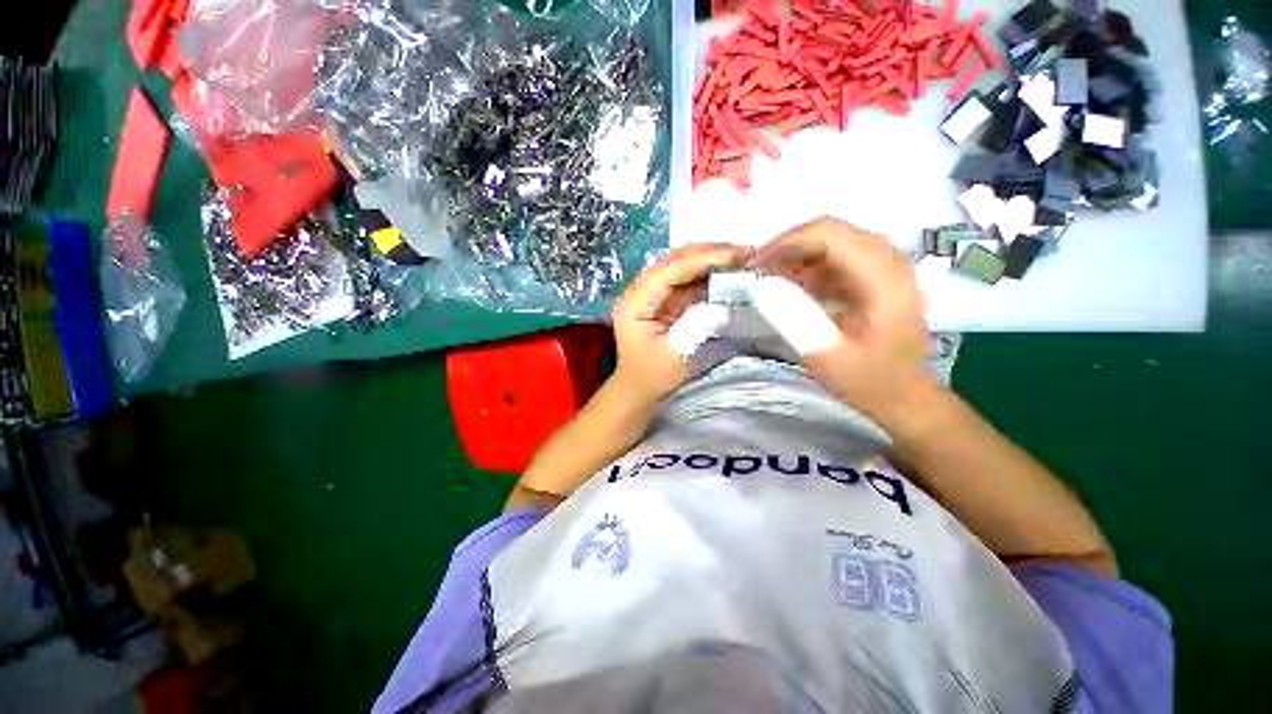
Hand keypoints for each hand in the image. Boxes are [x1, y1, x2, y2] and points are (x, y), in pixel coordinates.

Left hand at [612, 243, 751, 402]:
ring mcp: (651, 292)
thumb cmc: (653, 377)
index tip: (736, 254)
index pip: (670, 270)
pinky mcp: (662, 298)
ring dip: (709, 259)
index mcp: (636, 303)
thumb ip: (698, 327)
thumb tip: (722, 300)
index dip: (703, 258)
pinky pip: (685, 278)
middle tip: (745, 252)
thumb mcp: (678, 357)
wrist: (637, 387)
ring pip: (680, 264)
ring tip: (740, 257)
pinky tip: (726, 271)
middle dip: (709, 253)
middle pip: (674, 260)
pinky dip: (707, 273)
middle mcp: (640, 290)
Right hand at [748, 217, 932, 422]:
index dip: (787, 242)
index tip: (756, 264)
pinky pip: (837, 258)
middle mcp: (889, 263)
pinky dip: (809, 268)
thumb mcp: (826, 356)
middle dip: (788, 247)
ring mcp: (886, 268)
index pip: (830, 235)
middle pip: (831, 232)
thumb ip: (794, 319)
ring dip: (797, 257)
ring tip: (768, 279)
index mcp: (882, 279)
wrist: (903, 396)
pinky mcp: (877, 277)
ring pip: (833, 243)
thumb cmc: (867, 381)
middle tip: (757, 271)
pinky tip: (791, 287)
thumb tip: (760, 286)